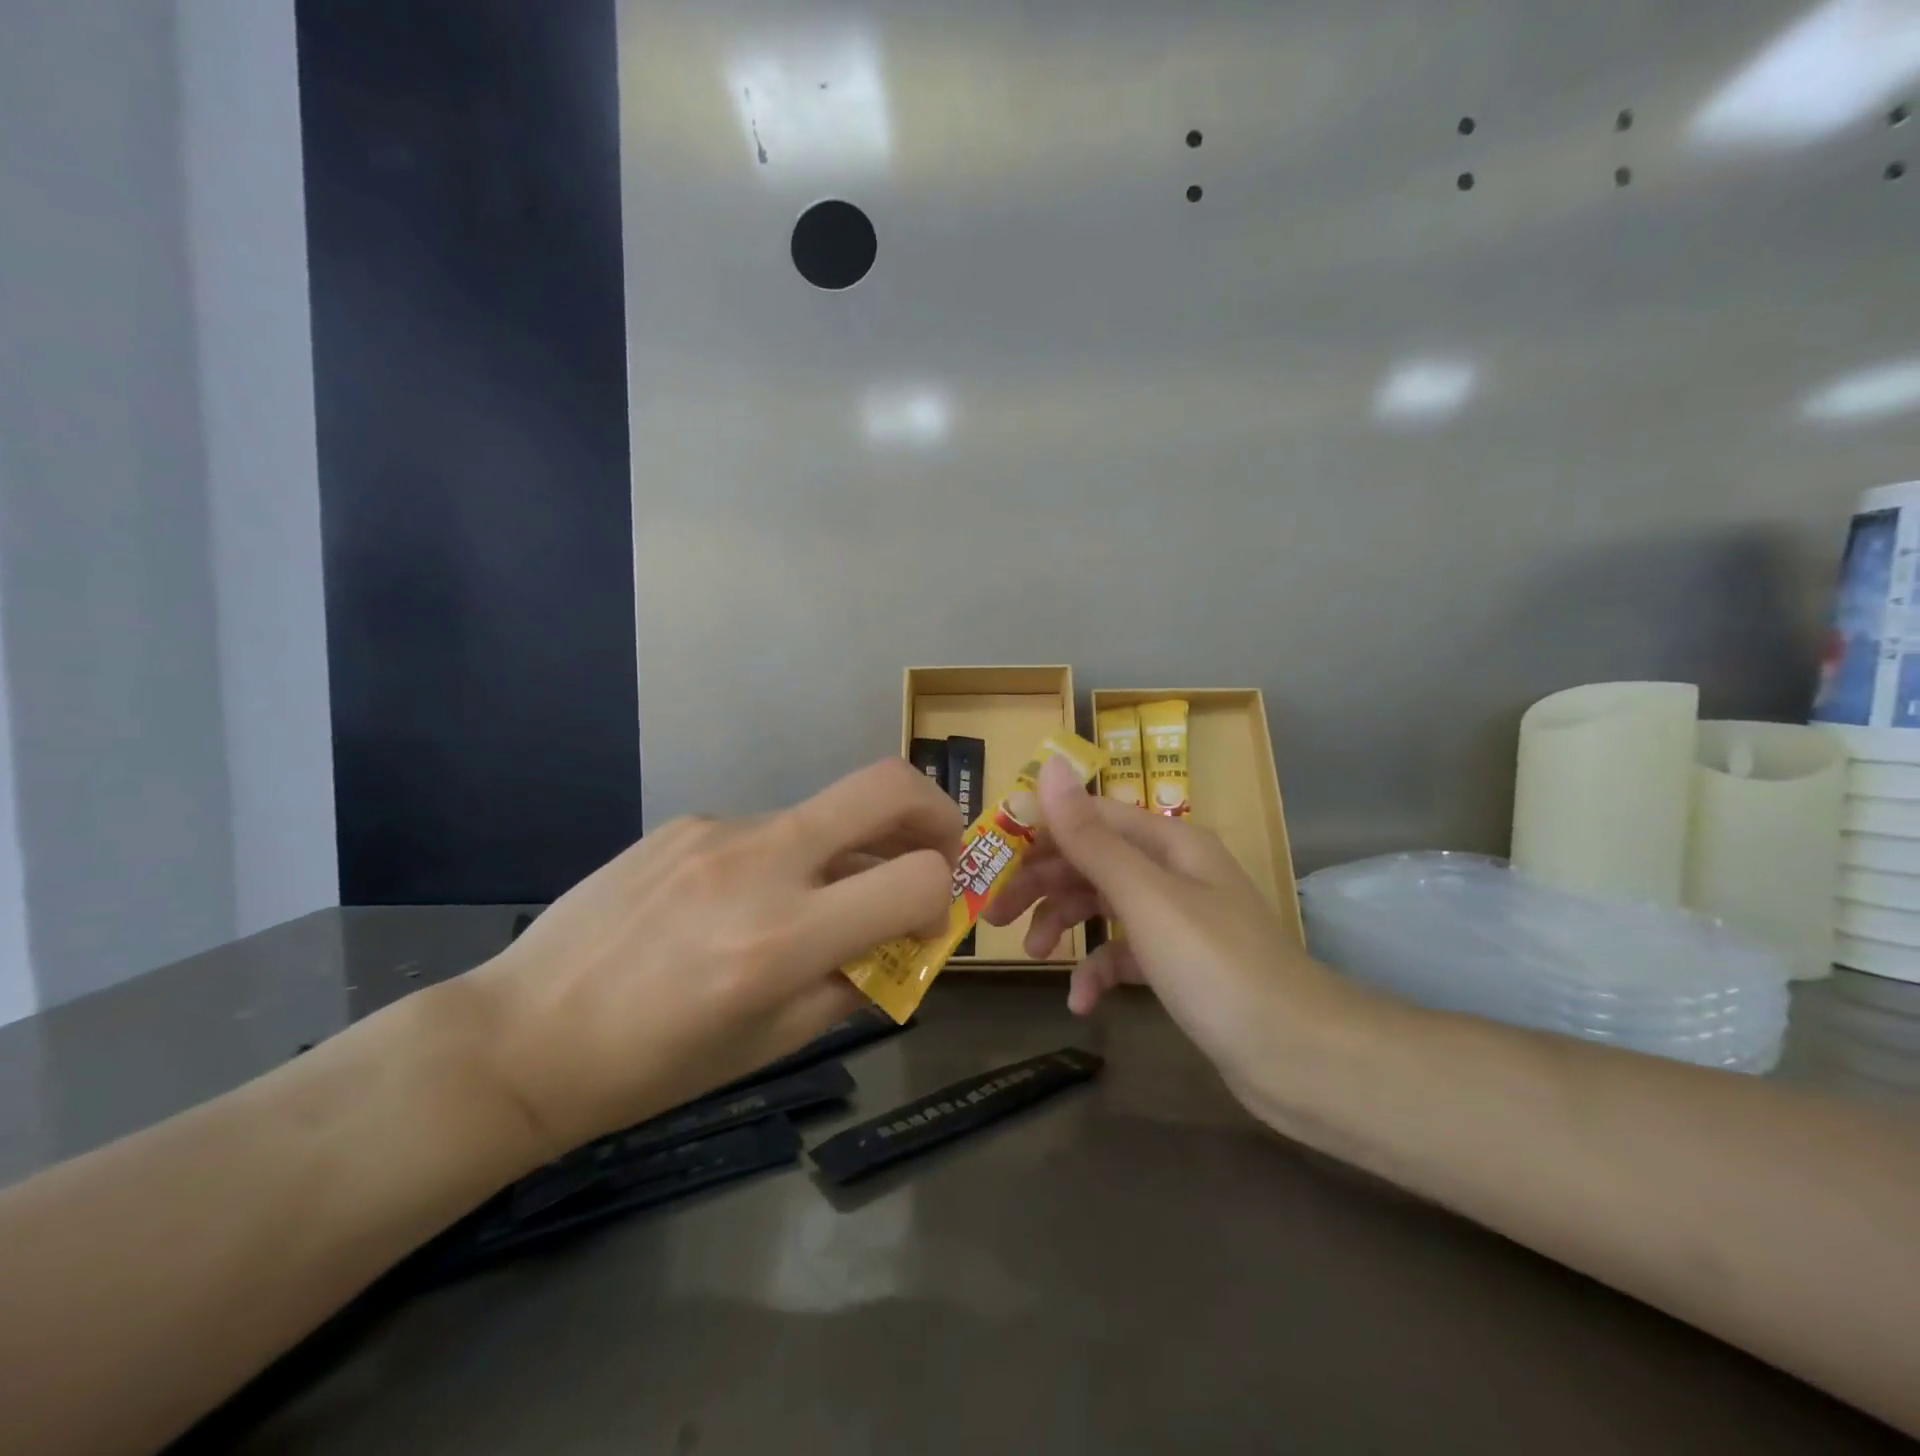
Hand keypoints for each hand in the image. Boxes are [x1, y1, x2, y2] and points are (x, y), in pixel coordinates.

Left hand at [461, 759, 961, 1156]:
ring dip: (851, 849)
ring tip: (819, 902)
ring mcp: (718, 830)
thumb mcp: (769, 1043)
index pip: (916, 879)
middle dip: (934, 811)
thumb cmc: (652, 1066)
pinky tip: (742, 902)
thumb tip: (903, 940)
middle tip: (935, 849)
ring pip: (826, 814)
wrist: (523, 1035)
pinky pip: (770, 828)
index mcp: (781, 940)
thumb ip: (853, 982)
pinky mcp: (688, 820)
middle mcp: (758, 864)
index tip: (926, 924)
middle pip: (886, 785)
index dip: (943, 897)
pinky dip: (790, 858)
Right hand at [984, 755, 1352, 1113]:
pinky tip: (1081, 1003)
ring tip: (1034, 956)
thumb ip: (1091, 836)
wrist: (1300, 1057)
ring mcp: (1176, 919)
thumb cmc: (1216, 965)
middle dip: (1042, 883)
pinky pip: (1124, 954)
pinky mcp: (1178, 964)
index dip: (1039, 831)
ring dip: (1064, 925)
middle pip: (1091, 861)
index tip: (991, 857)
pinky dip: (1098, 972)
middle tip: (995, 914)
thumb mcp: (1144, 896)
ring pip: (1102, 905)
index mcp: (1168, 842)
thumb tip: (1049, 765)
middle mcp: (1172, 871)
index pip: (1089, 816)